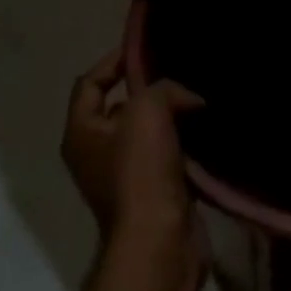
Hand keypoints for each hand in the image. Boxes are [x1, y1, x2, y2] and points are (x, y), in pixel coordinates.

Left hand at [62, 46, 204, 266]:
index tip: (146, 48)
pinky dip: (186, 142)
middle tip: (181, 72)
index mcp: (81, 132)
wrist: (159, 241)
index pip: (89, 82)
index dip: (113, 60)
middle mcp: (96, 153)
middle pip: (121, 106)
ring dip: (172, 116)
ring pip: (149, 131)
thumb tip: (188, 99)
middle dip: (149, 88)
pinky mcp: (154, 192)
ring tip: (200, 97)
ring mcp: (124, 176)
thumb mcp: (147, 110)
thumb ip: (164, 88)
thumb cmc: (140, 171)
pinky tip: (208, 129)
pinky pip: (169, 155)